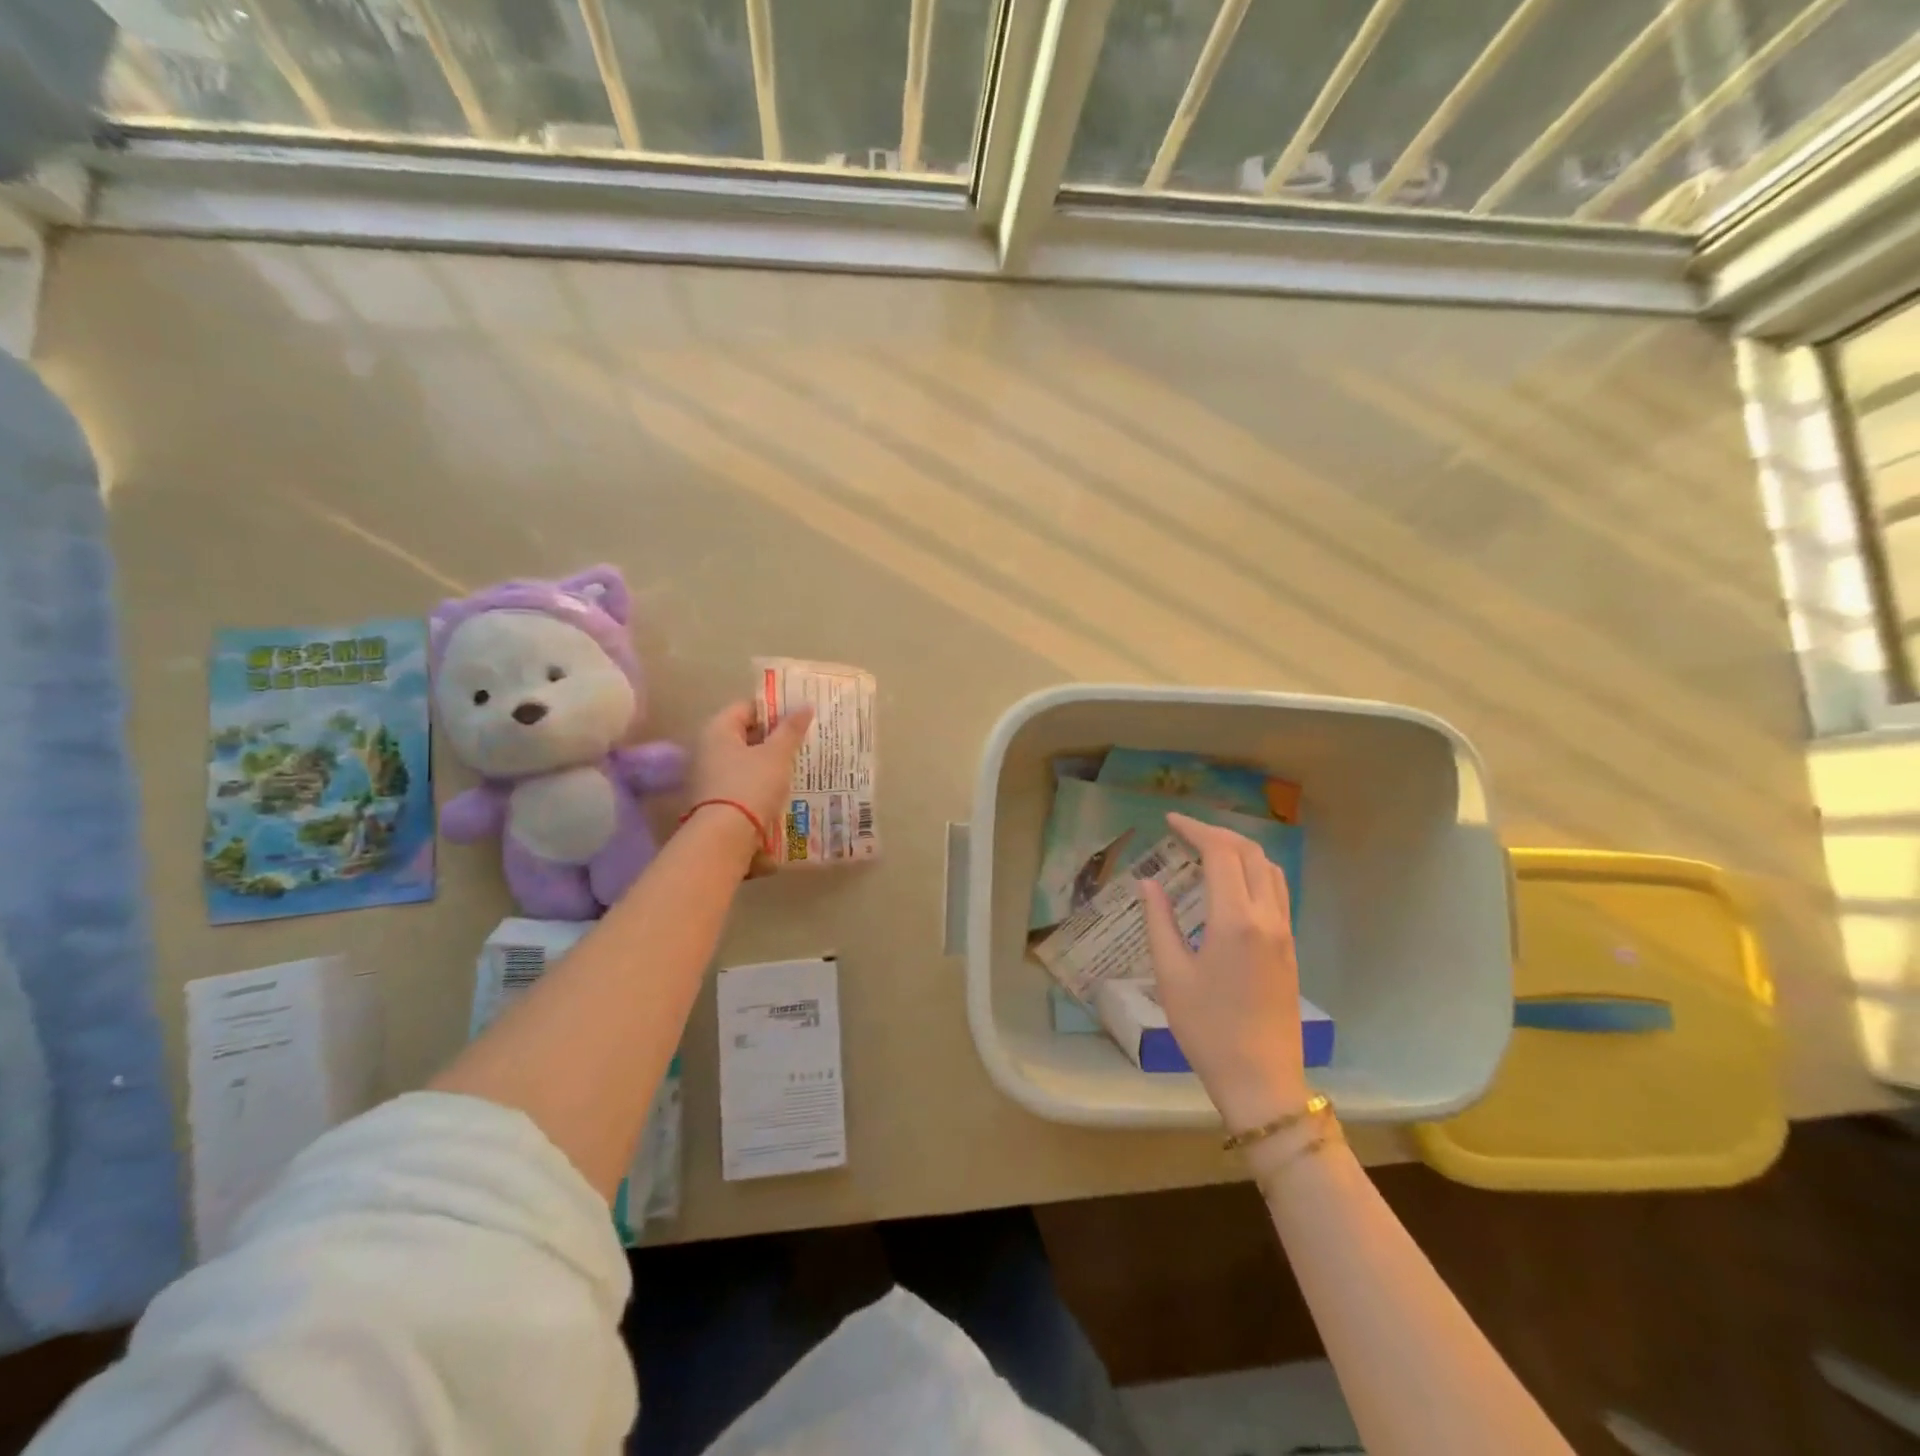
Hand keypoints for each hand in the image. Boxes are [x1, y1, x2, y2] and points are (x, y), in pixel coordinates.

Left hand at [686, 700, 814, 857]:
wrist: (724, 838)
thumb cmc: (750, 785)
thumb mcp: (777, 755)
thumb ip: (791, 729)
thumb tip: (805, 705)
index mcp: (718, 730)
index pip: (747, 707)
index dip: (774, 709)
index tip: (799, 717)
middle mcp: (707, 749)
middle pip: (745, 735)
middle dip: (774, 738)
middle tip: (804, 741)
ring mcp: (708, 776)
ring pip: (745, 761)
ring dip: (769, 762)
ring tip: (798, 766)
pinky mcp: (714, 800)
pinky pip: (742, 783)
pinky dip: (760, 783)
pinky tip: (783, 789)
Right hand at [1137, 812, 1307, 1130]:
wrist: (1262, 1081)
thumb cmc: (1207, 1029)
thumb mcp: (1171, 974)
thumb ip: (1160, 921)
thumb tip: (1150, 882)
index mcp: (1235, 919)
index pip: (1220, 853)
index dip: (1195, 830)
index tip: (1169, 821)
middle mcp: (1267, 917)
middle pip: (1250, 853)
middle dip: (1217, 833)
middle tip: (1184, 832)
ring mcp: (1285, 933)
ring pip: (1270, 870)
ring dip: (1240, 850)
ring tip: (1207, 851)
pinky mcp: (1290, 949)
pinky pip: (1277, 892)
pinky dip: (1254, 872)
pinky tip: (1231, 885)